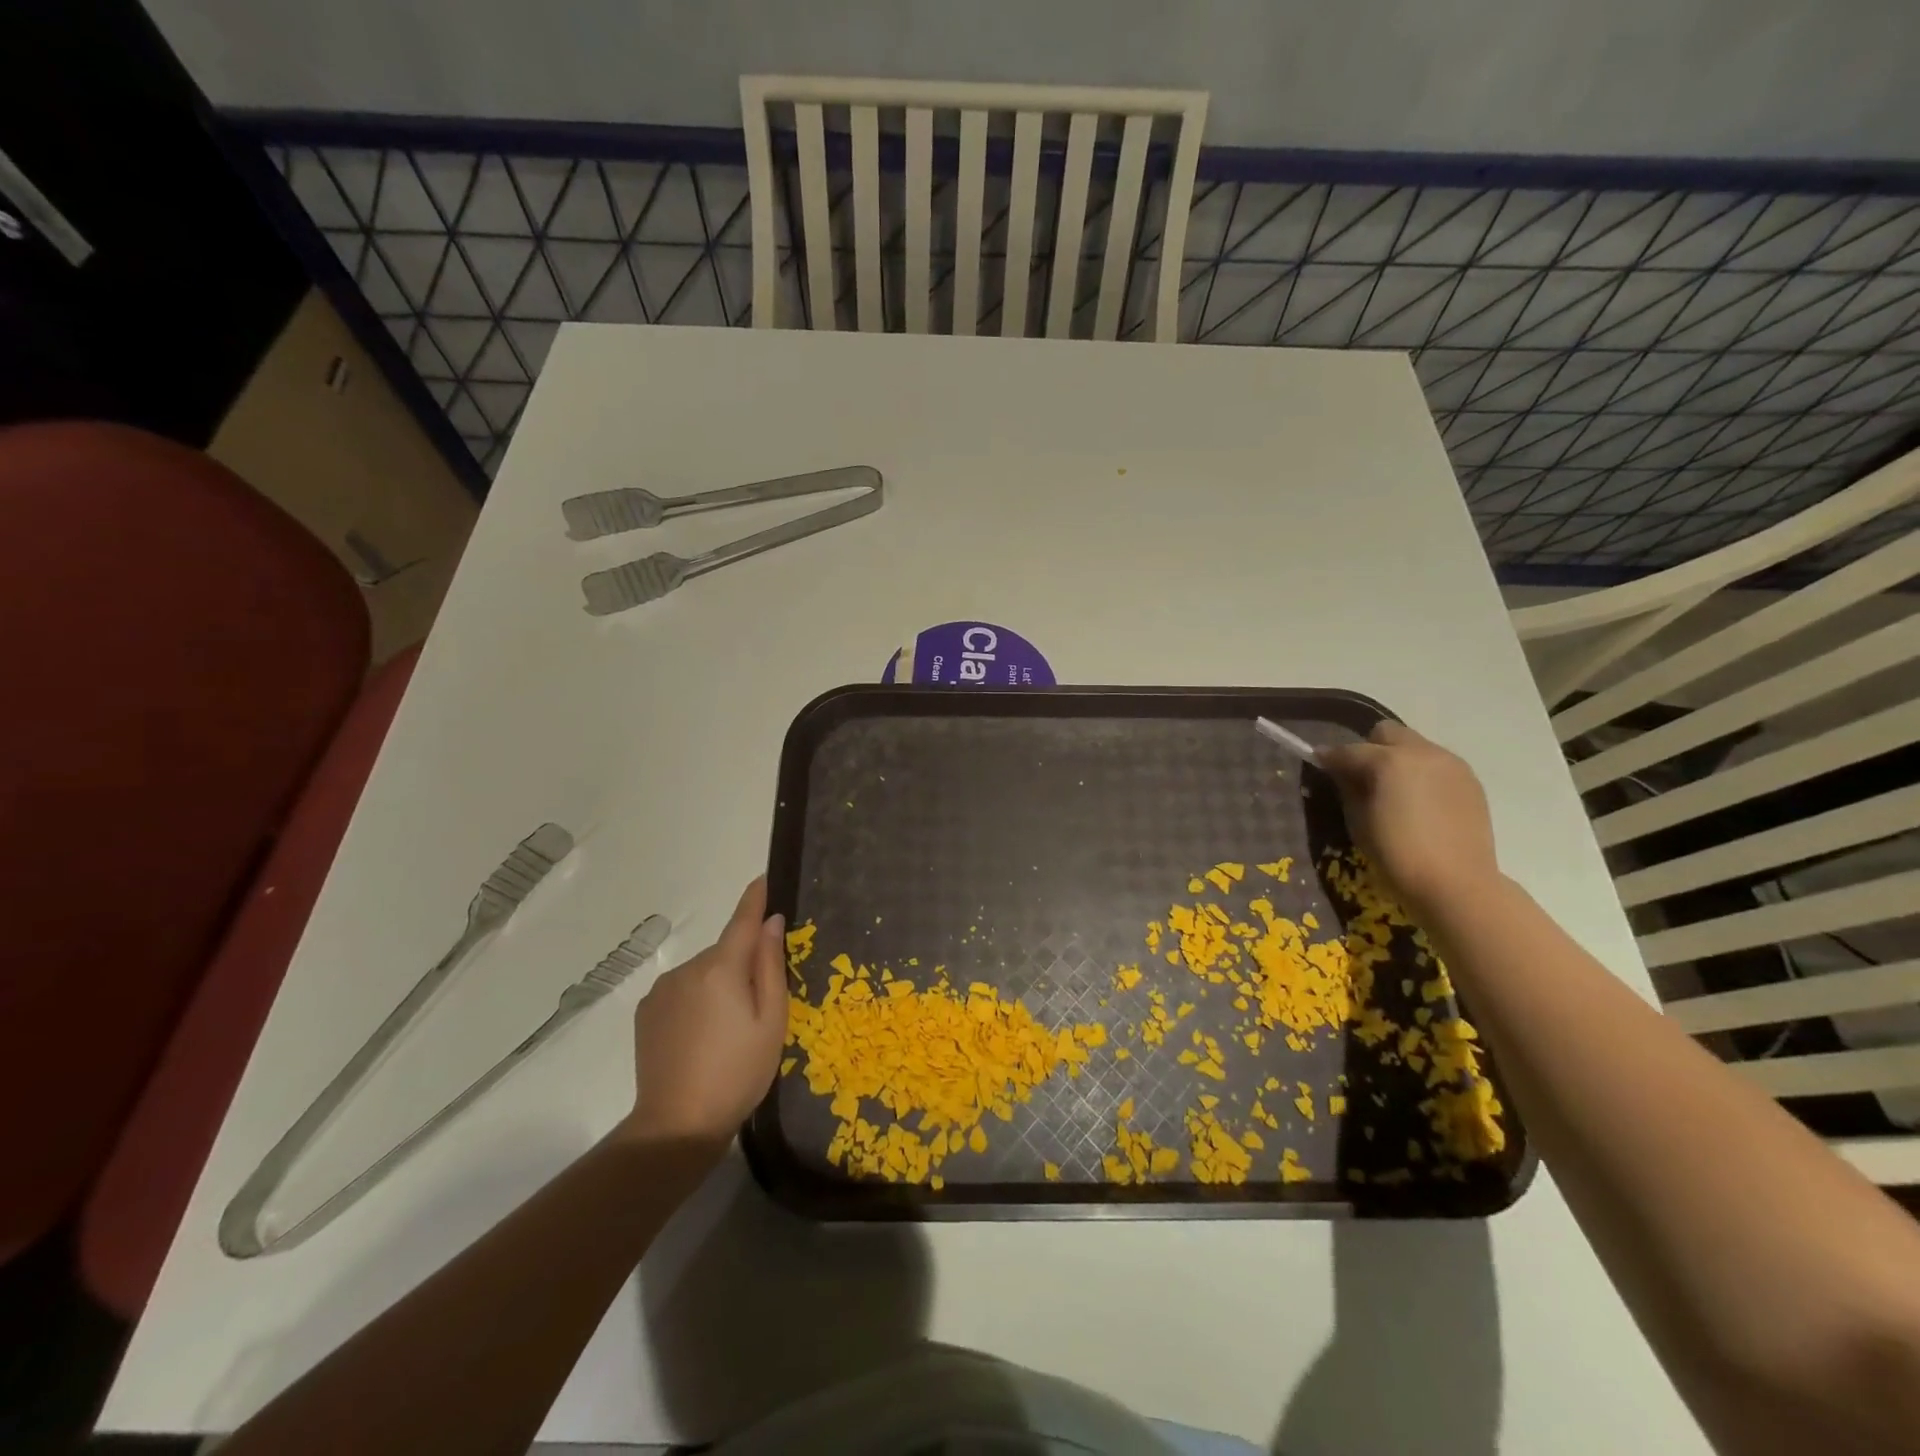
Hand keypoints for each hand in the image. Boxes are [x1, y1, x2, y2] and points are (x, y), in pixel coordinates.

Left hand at [623, 877, 787, 1146]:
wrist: (677, 1123)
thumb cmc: (738, 1072)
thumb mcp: (771, 1020)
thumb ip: (771, 966)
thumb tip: (772, 922)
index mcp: (722, 967)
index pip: (743, 919)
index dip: (756, 897)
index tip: (766, 876)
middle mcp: (688, 968)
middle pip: (725, 951)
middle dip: (742, 963)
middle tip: (758, 1005)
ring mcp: (662, 989)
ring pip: (704, 972)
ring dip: (718, 984)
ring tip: (727, 1029)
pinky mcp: (646, 1011)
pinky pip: (682, 990)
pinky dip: (696, 999)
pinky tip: (701, 1035)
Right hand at [1317, 721, 1499, 919]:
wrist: (1456, 884)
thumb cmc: (1397, 854)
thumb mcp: (1358, 821)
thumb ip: (1347, 787)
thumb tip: (1341, 771)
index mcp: (1389, 760)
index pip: (1349, 750)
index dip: (1330, 757)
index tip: (1319, 763)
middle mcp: (1422, 752)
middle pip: (1387, 733)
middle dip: (1369, 748)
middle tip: (1361, 776)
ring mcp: (1451, 764)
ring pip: (1415, 745)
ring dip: (1398, 759)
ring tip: (1393, 790)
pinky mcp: (1470, 781)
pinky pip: (1436, 764)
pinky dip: (1421, 773)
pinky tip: (1418, 801)